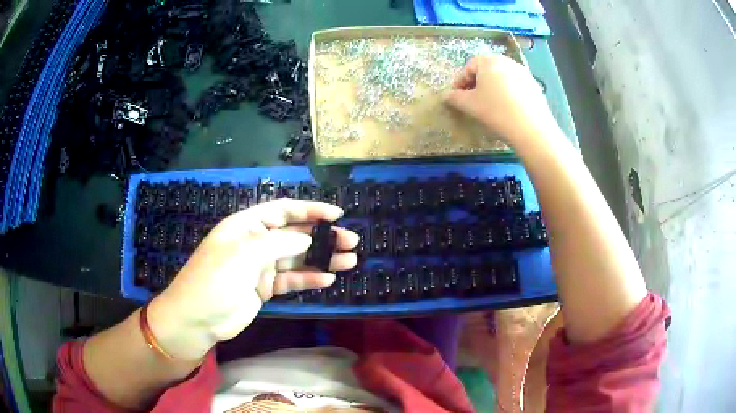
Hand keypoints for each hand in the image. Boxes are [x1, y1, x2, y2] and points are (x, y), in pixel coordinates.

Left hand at [147, 199, 358, 359]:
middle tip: (350, 242)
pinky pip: (291, 280)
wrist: (198, 319)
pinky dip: (309, 279)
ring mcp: (260, 266)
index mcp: (247, 225)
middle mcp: (255, 242)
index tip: (337, 214)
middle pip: (295, 234)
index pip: (283, 210)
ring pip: (297, 258)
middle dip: (323, 237)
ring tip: (349, 261)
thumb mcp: (245, 254)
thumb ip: (279, 243)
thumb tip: (308, 238)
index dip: (310, 210)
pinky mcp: (264, 288)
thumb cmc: (215, 279)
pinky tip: (328, 280)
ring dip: (322, 259)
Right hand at [445, 55, 554, 143]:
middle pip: (487, 69)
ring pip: (502, 77)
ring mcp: (523, 73)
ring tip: (490, 105)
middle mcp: (507, 61)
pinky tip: (507, 109)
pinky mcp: (534, 86)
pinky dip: (507, 93)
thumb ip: (455, 98)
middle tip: (472, 99)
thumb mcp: (470, 105)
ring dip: (492, 88)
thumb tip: (446, 95)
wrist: (531, 129)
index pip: (469, 66)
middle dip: (477, 82)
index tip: (457, 95)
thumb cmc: (496, 111)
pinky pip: (515, 86)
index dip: (460, 80)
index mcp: (489, 61)